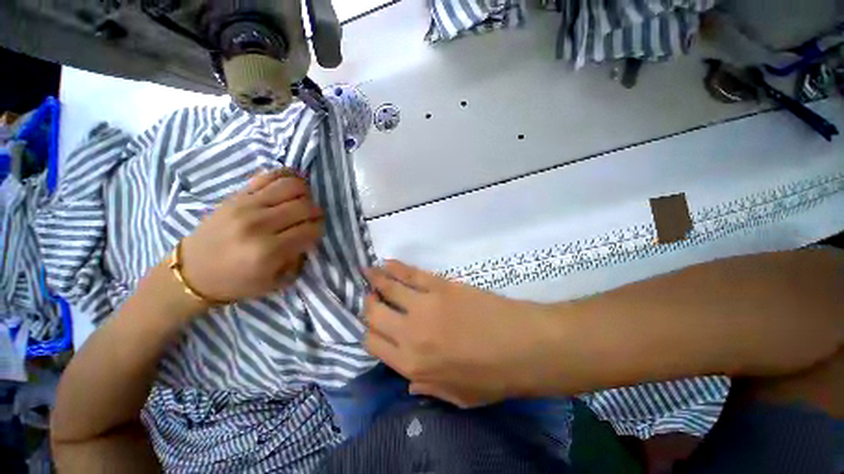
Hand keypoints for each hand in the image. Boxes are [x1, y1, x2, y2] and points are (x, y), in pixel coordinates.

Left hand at [179, 169, 322, 302]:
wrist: (192, 271)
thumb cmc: (236, 282)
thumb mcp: (273, 282)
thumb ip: (297, 259)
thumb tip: (309, 237)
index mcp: (268, 251)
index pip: (311, 230)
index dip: (319, 230)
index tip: (315, 234)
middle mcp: (258, 224)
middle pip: (304, 206)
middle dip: (316, 212)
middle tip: (312, 219)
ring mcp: (245, 205)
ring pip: (291, 186)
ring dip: (305, 193)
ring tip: (302, 202)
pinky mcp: (236, 195)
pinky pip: (269, 176)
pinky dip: (287, 177)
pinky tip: (291, 186)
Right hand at [365, 260, 558, 406]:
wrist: (523, 346)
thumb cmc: (493, 376)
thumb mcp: (458, 397)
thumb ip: (427, 387)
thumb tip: (408, 380)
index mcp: (412, 365)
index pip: (373, 344)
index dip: (367, 331)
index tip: (370, 322)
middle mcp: (410, 335)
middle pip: (374, 314)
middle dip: (367, 304)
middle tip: (369, 296)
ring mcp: (424, 306)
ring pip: (388, 289)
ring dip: (374, 279)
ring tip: (366, 272)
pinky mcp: (440, 286)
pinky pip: (410, 274)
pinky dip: (395, 267)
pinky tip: (387, 263)